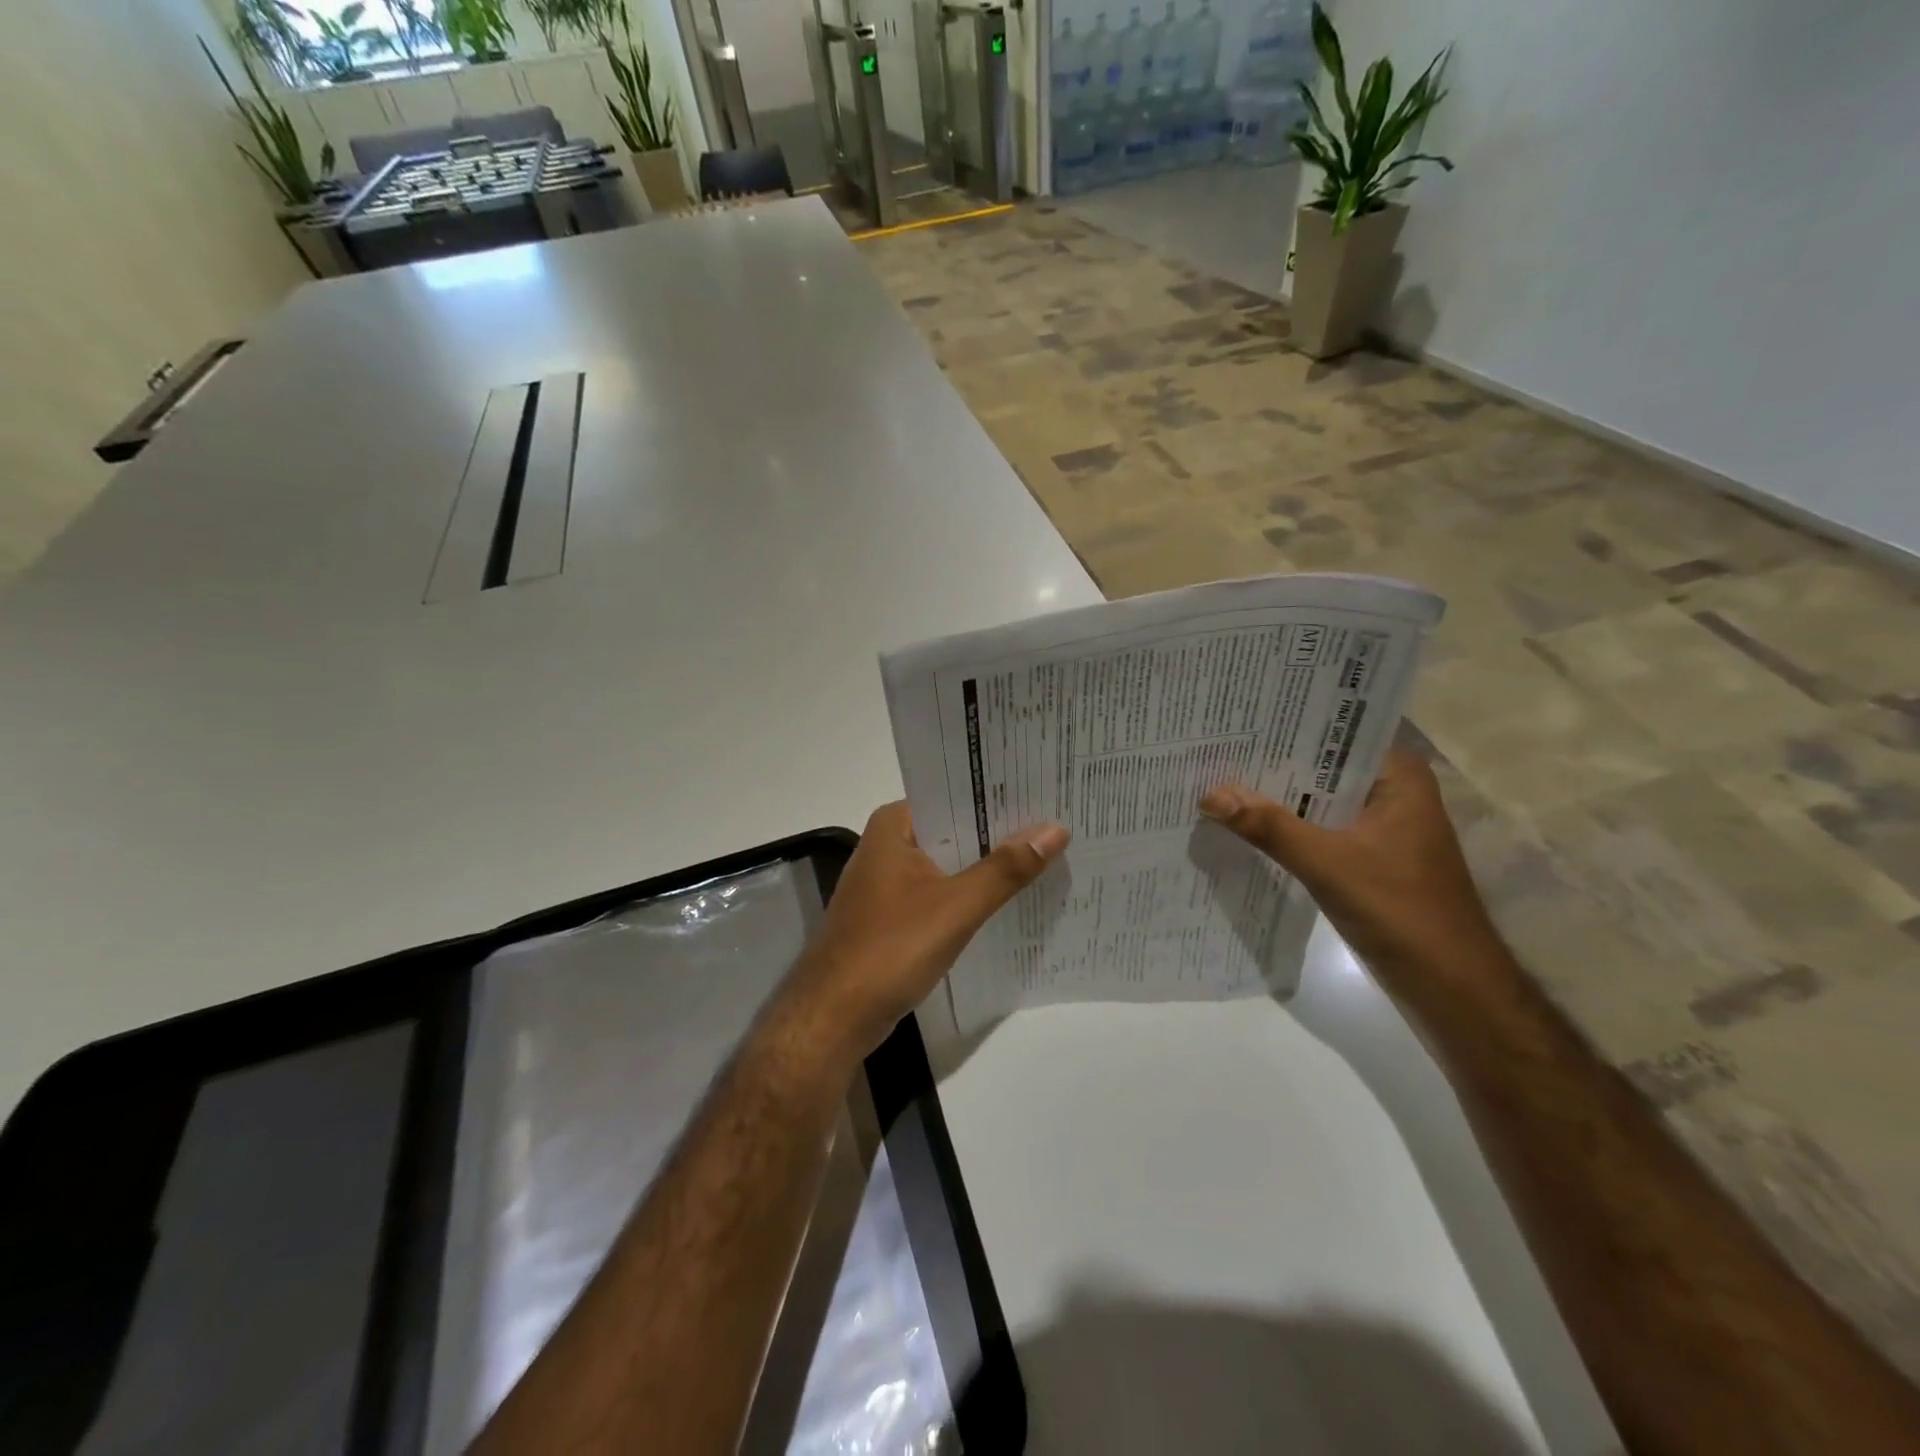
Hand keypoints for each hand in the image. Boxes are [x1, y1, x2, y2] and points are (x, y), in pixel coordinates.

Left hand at [781, 802, 1070, 1060]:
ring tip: (1045, 855)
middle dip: (999, 832)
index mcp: (893, 825)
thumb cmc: (891, 948)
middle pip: (954, 829)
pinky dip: (968, 895)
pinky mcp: (891, 916)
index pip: (954, 794)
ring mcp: (886, 882)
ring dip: (986, 865)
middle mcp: (887, 845)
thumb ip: (1006, 868)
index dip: (999, 794)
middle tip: (1057, 824)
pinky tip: (1007, 900)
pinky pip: (939, 893)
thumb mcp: (957, 906)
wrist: (833, 1018)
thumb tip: (1055, 829)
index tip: (1044, 790)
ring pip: (947, 863)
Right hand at [1200, 750, 1508, 997]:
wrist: (1450, 986)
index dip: (1286, 726)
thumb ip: (1269, 827)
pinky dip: (1286, 827)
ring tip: (1217, 779)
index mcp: (1398, 777)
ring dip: (1275, 798)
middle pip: (1321, 767)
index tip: (1237, 719)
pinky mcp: (1367, 857)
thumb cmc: (1401, 911)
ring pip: (1316, 800)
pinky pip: (1318, 829)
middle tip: (1214, 748)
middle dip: (1271, 764)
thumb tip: (1210, 794)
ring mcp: (1380, 827)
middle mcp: (1391, 792)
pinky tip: (1243, 824)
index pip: (1335, 733)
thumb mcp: (1327, 864)